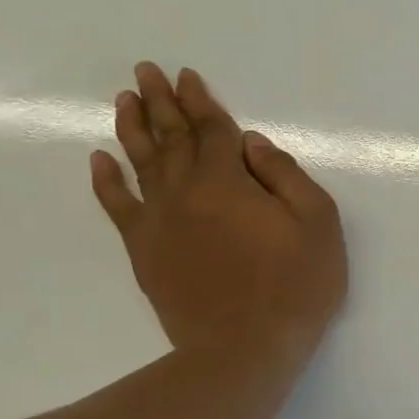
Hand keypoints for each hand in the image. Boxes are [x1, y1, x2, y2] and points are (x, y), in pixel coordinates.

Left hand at [91, 63, 346, 375]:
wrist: (245, 347)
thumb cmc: (295, 284)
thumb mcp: (318, 223)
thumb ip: (286, 175)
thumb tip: (252, 144)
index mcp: (228, 181)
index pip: (212, 129)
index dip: (201, 101)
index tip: (186, 75)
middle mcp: (185, 191)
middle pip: (170, 137)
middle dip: (160, 101)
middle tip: (145, 71)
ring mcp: (159, 221)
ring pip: (140, 162)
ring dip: (131, 127)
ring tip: (123, 99)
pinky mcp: (145, 251)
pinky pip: (118, 206)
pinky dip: (107, 181)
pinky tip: (99, 160)